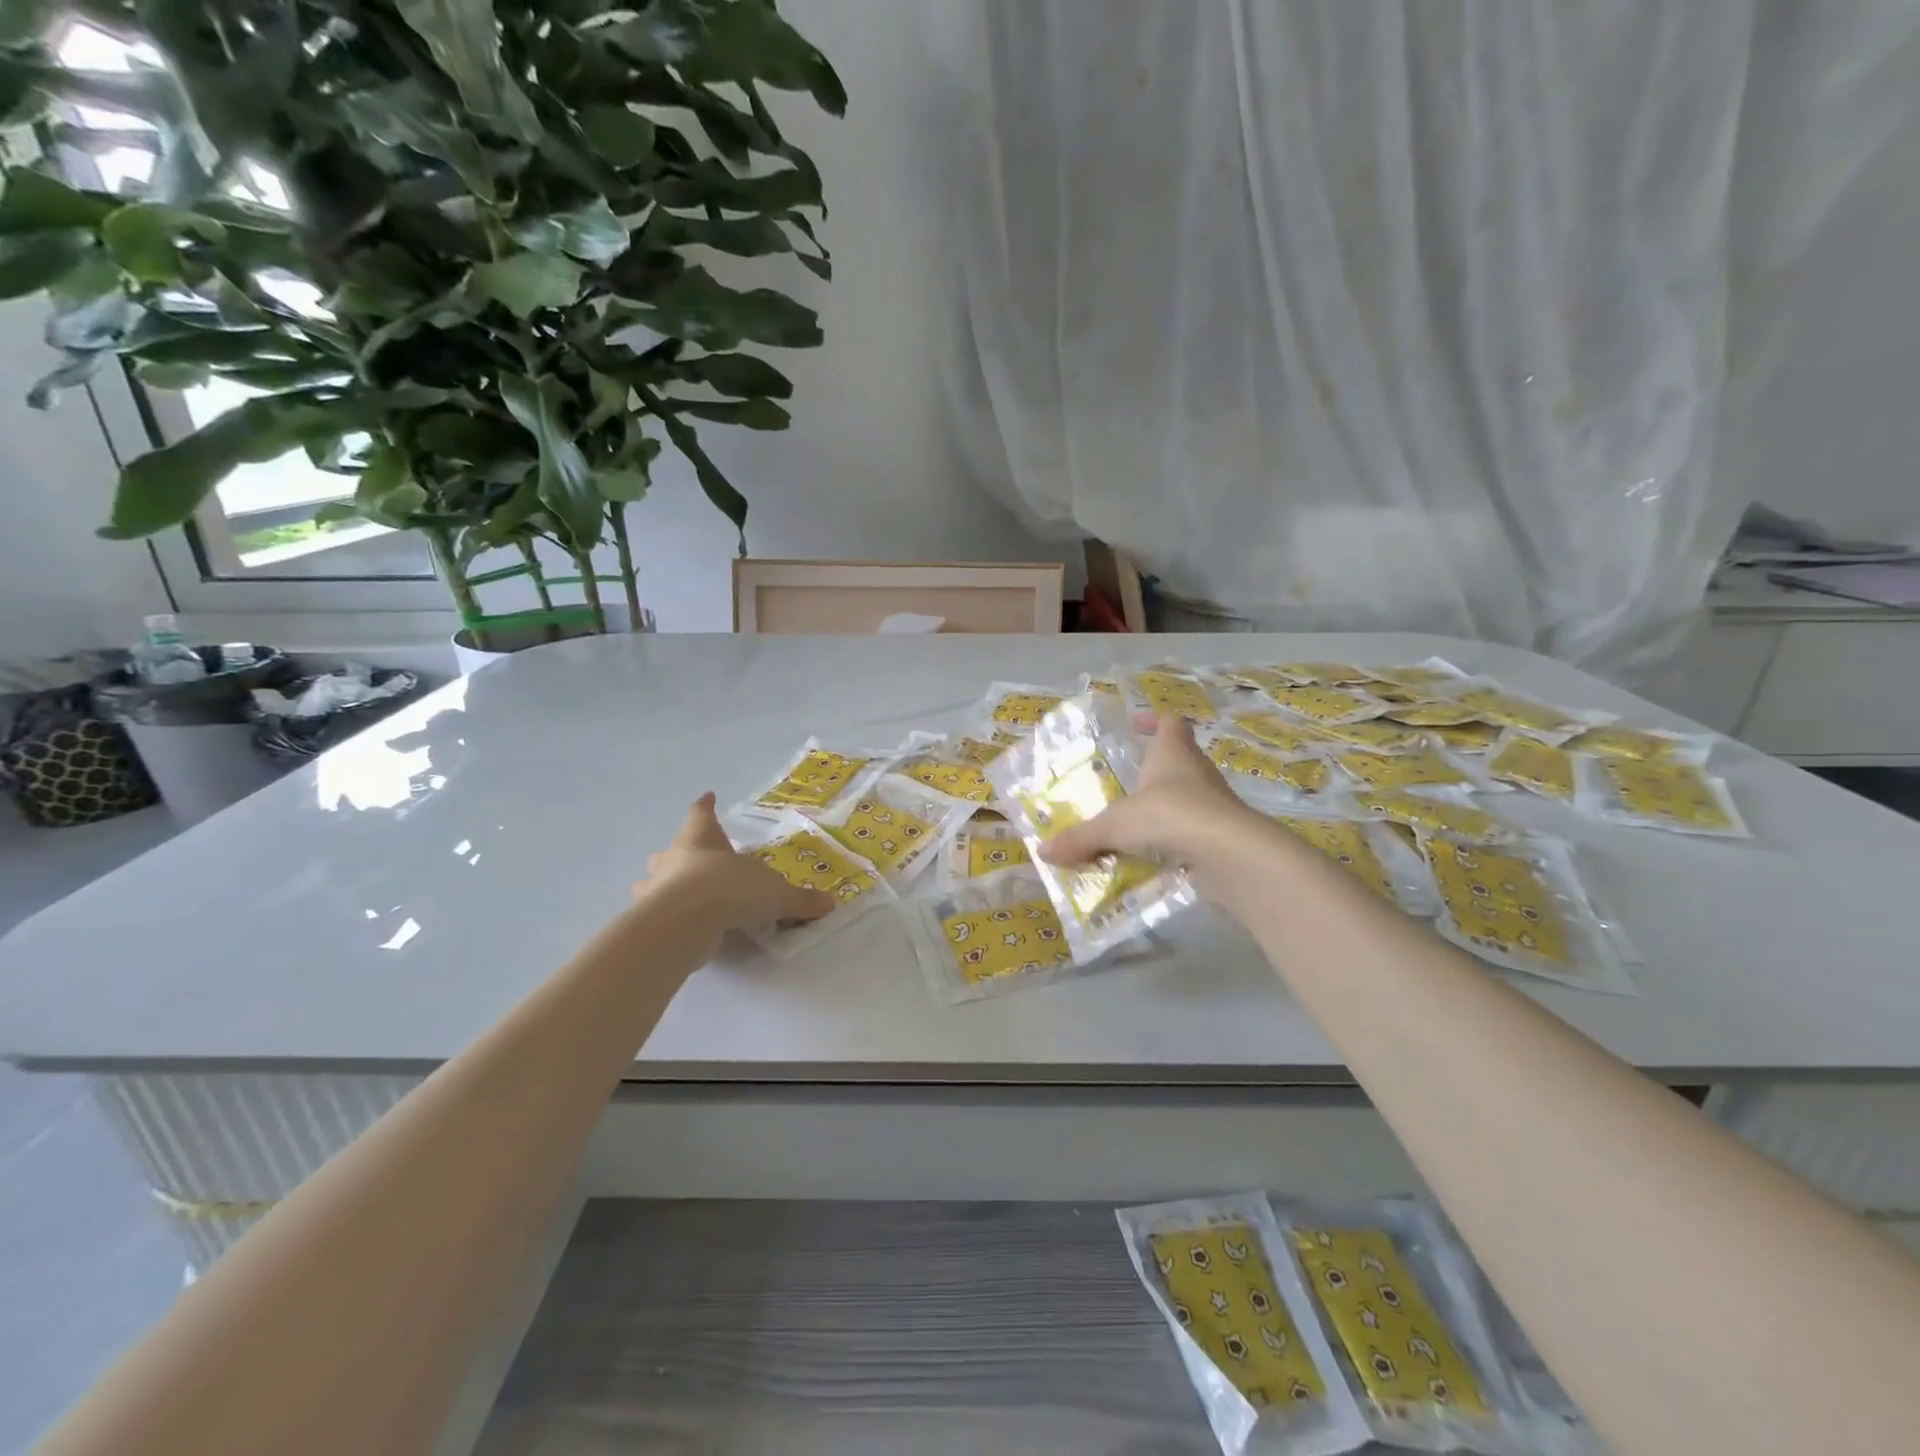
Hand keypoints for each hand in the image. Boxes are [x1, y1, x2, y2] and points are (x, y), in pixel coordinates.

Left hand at [638, 793, 834, 934]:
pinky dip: (668, 917)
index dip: (706, 806)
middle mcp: (673, 858)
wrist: (682, 923)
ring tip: (678, 894)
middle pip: (672, 848)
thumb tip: (829, 903)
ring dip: (663, 885)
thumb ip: (798, 900)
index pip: (702, 813)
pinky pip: (656, 913)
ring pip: (653, 880)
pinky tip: (680, 928)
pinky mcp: (648, 919)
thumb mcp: (773, 892)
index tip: (708, 796)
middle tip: (690, 857)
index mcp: (702, 838)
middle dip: (680, 851)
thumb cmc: (727, 888)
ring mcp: (655, 889)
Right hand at [1039, 714, 1264, 891]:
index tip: (1134, 728)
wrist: (1228, 854)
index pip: (1169, 723)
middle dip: (1153, 773)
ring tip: (1132, 830)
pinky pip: (1193, 834)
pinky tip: (1152, 862)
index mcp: (1173, 753)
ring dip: (1164, 812)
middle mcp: (1197, 772)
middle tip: (1124, 786)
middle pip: (1178, 761)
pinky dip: (1174, 844)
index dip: (1153, 722)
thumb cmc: (1169, 815)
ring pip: (1187, 800)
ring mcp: (1215, 805)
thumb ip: (1081, 838)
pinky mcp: (1223, 837)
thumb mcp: (1114, 826)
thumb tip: (1043, 852)